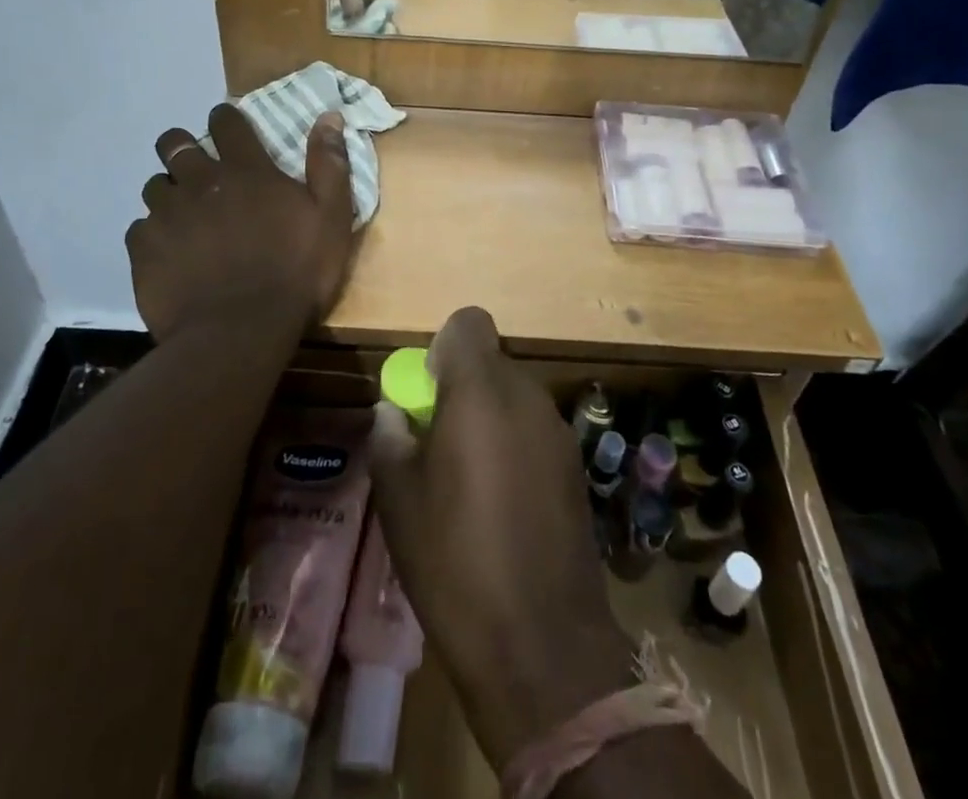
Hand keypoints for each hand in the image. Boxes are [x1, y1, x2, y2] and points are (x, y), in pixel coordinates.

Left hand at [126, 104, 355, 340]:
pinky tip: (169, 253)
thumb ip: (329, 166)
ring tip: (183, 216)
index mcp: (246, 171)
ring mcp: (166, 216)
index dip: (225, 118)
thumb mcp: (331, 218)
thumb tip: (329, 116)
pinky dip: (153, 235)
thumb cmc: (295, 273)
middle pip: (175, 144)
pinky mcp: (143, 250)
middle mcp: (199, 183)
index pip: (226, 122)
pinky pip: (139, 229)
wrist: (239, 333)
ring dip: (169, 193)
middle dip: (182, 147)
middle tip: (197, 167)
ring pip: (154, 186)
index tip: (227, 126)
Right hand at [369, 309, 634, 769]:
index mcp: (481, 391)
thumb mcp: (399, 500)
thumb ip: (391, 438)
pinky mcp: (575, 467)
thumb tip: (395, 412)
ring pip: (514, 397)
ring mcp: (558, 430)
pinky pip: (534, 431)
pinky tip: (502, 505)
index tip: (428, 394)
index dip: (444, 348)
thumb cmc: (455, 561)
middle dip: (463, 387)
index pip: (469, 323)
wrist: (541, 644)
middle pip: (491, 362)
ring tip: (468, 480)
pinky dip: (514, 446)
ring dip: (489, 418)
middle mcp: (526, 396)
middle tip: (438, 443)